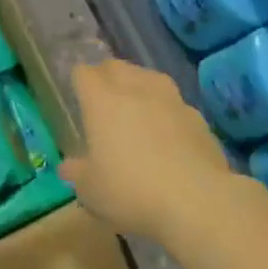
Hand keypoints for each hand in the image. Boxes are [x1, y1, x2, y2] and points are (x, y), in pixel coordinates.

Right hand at [59, 59, 232, 241]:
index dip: (78, 81)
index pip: (83, 73)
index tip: (77, 96)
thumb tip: (69, 167)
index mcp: (102, 101)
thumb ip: (77, 173)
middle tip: (103, 100)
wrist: (198, 202)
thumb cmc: (132, 192)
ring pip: (149, 77)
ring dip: (139, 86)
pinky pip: (175, 104)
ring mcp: (170, 100)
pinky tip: (169, 133)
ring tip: (137, 108)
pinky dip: (168, 111)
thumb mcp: (91, 191)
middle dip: (107, 76)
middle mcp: (135, 89)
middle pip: (116, 66)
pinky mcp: (198, 117)